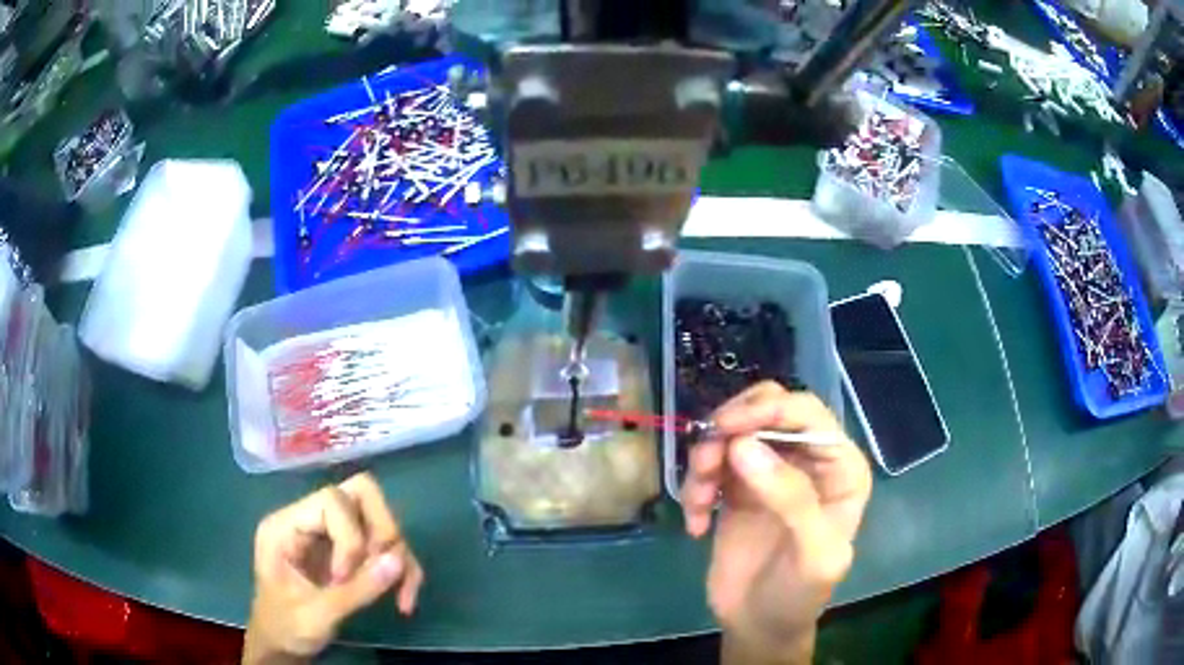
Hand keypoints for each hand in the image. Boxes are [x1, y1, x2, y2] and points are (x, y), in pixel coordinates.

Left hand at [244, 473, 423, 663]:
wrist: (282, 645)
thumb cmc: (286, 627)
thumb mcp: (316, 615)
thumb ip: (356, 590)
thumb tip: (398, 560)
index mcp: (287, 525)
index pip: (332, 500)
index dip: (350, 537)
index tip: (343, 578)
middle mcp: (310, 520)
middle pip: (361, 494)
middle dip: (384, 532)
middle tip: (386, 569)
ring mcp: (330, 534)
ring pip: (380, 520)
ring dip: (398, 557)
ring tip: (399, 596)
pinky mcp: (349, 552)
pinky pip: (386, 547)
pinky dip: (402, 571)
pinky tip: (403, 600)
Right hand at [681, 382, 871, 661]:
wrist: (759, 625)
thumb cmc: (798, 594)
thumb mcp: (812, 555)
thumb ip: (791, 499)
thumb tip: (744, 445)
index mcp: (840, 468)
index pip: (808, 414)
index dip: (768, 409)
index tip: (724, 428)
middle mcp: (808, 459)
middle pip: (767, 408)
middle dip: (731, 427)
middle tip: (704, 459)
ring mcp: (770, 470)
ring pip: (733, 431)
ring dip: (706, 459)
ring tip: (698, 503)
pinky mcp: (737, 487)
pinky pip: (711, 462)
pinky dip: (695, 486)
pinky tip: (696, 524)